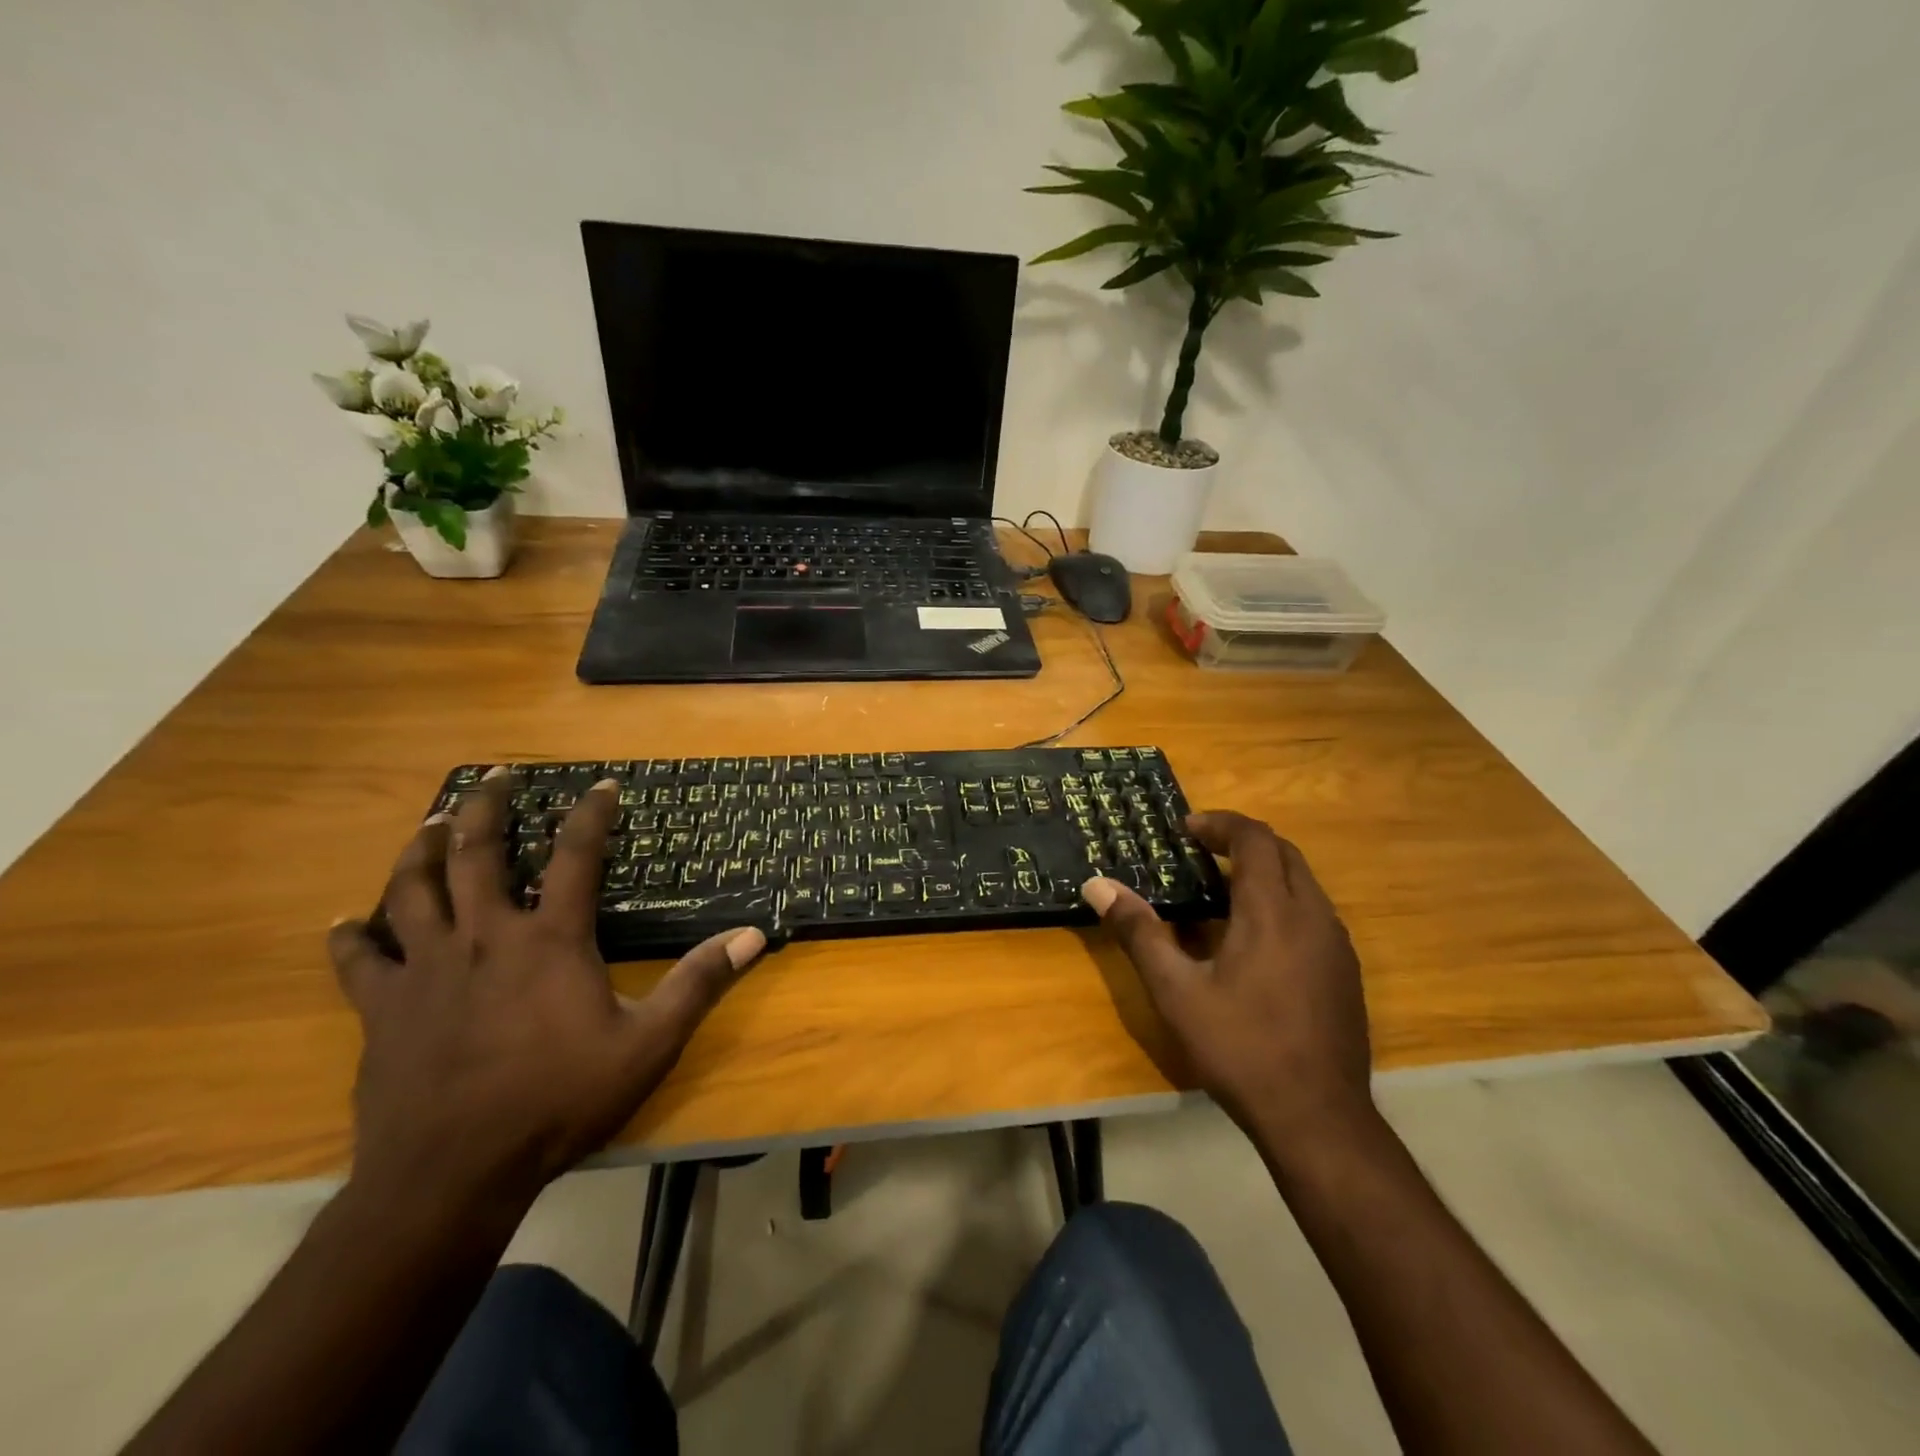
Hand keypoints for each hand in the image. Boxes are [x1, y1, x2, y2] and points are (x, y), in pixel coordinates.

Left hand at [328, 768, 764, 1214]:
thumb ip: (699, 983)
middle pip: (475, 854)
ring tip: (432, 823)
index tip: (601, 785)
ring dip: (420, 850)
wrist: (453, 1175)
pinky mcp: (382, 1009)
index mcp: (549, 940)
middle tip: (494, 775)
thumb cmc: (558, 1100)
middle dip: (485, 807)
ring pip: (411, 890)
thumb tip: (753, 935)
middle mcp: (484, 937)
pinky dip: (350, 938)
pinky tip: (343, 925)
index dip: (591, 815)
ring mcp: (425, 970)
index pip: (575, 856)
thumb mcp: (649, 1043)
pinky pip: (357, 962)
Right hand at [1082, 811, 1370, 1146]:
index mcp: (1272, 912)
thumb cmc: (1241, 1047)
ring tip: (1221, 891)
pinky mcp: (1346, 972)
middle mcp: (1313, 916)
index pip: (1255, 839)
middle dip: (1242, 842)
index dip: (1220, 824)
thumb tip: (1098, 886)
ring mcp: (1337, 945)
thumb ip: (1139, 933)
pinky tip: (1254, 940)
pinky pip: (1314, 913)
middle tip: (1200, 851)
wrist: (1318, 1118)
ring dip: (1264, 871)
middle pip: (1284, 853)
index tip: (1186, 829)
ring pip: (1304, 883)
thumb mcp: (1176, 991)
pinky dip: (1282, 901)